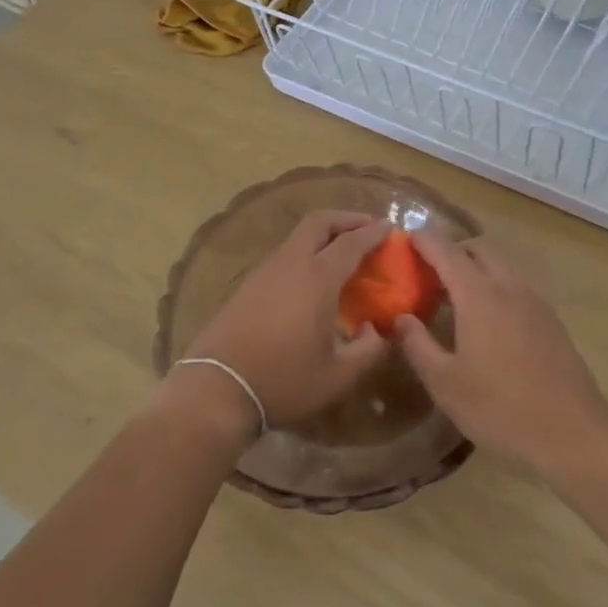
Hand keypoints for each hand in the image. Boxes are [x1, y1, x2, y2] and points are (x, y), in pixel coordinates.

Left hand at [182, 211, 391, 432]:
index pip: (351, 242)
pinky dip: (306, 252)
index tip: (390, 228)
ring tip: (342, 253)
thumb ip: (369, 350)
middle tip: (366, 228)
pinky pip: (285, 254)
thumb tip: (379, 331)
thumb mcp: (338, 376)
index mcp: (318, 278)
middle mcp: (292, 263)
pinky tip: (312, 278)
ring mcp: (265, 270)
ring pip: (299, 236)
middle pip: (319, 222)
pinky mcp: (248, 284)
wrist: (217, 388)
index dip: (373, 232)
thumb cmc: (283, 380)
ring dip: (324, 235)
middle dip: (346, 218)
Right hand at [394, 231, 607, 472]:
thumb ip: (417, 345)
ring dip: (476, 268)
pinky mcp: (551, 320)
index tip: (406, 237)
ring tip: (455, 296)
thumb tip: (400, 318)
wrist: (573, 432)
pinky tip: (488, 320)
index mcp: (479, 295)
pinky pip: (516, 286)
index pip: (446, 252)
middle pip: (478, 249)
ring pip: (501, 266)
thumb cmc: (500, 407)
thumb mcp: (445, 383)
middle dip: (452, 250)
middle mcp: (508, 286)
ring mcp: (534, 301)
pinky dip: (496, 285)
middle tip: (429, 271)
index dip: (424, 241)